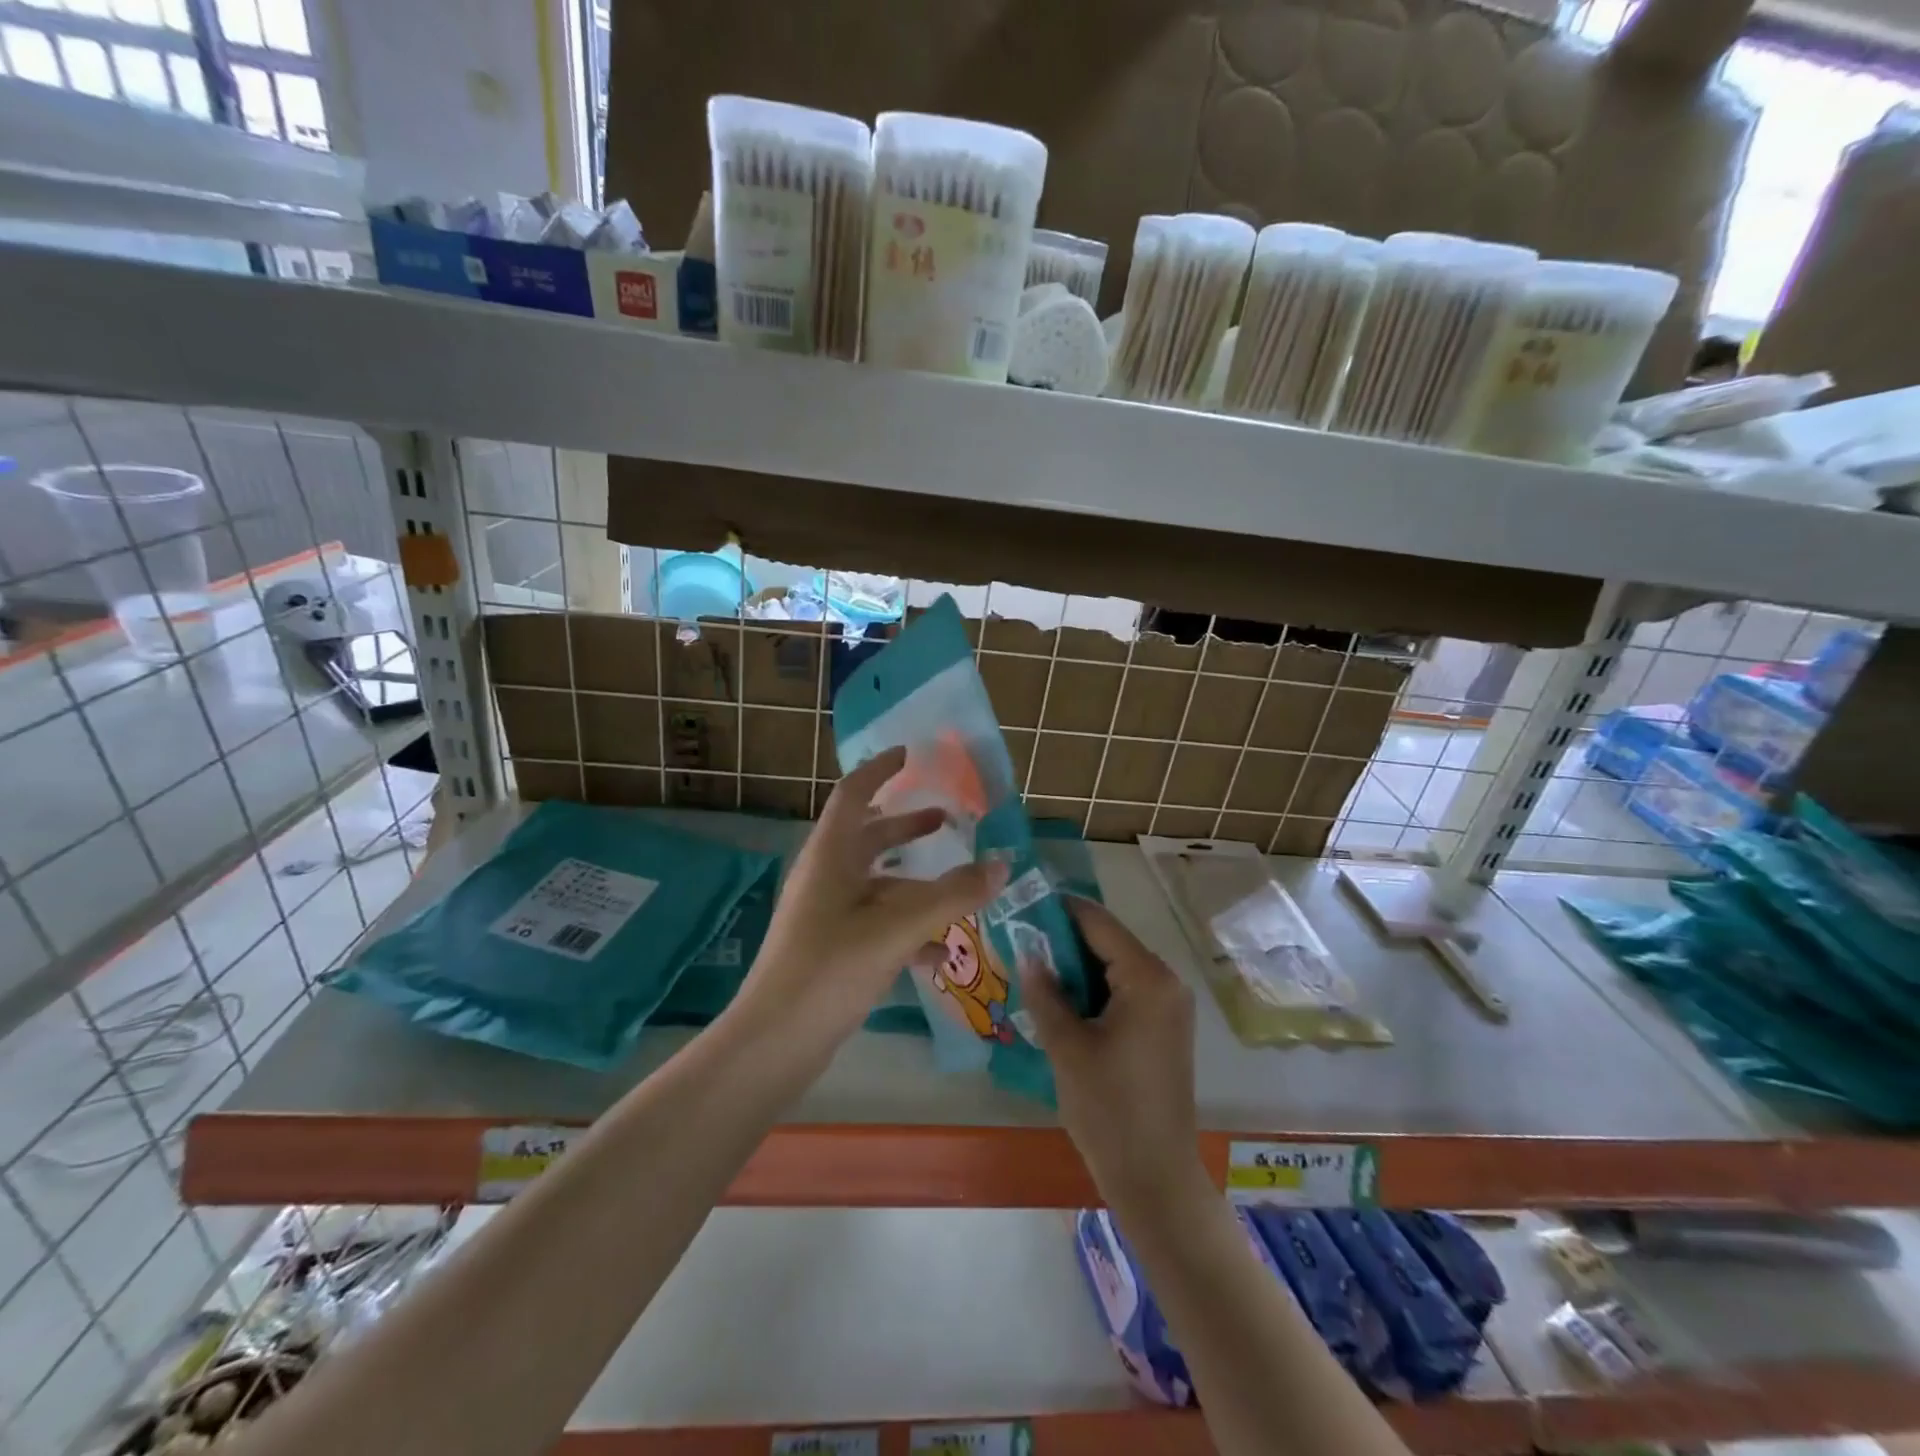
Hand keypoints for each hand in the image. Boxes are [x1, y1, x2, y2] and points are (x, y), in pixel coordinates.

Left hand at [735, 746, 1006, 1057]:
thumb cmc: (830, 968)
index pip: (853, 793)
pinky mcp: (831, 948)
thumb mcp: (897, 928)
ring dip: (913, 880)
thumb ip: (952, 895)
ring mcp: (825, 914)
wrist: (776, 1041)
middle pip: (867, 836)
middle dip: (904, 825)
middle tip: (945, 819)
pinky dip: (906, 927)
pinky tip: (938, 954)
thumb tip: (1002, 864)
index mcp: (830, 855)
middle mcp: (825, 876)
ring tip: (956, 887)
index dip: (880, 769)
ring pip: (875, 883)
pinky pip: (875, 922)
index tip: (909, 754)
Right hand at [1020, 898, 1209, 1215]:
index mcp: (1147, 978)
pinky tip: (1062, 1002)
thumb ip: (1045, 992)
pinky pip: (1125, 991)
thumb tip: (1027, 952)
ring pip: (1114, 967)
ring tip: (1033, 971)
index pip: (1097, 922)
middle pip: (1108, 942)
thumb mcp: (1067, 1046)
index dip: (1058, 911)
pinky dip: (1094, 990)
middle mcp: (1166, 981)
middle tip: (1019, 944)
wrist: (1155, 1178)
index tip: (1020, 908)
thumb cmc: (1109, 1109)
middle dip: (1063, 941)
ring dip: (1077, 967)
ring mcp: (1170, 1006)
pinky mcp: (1165, 1028)